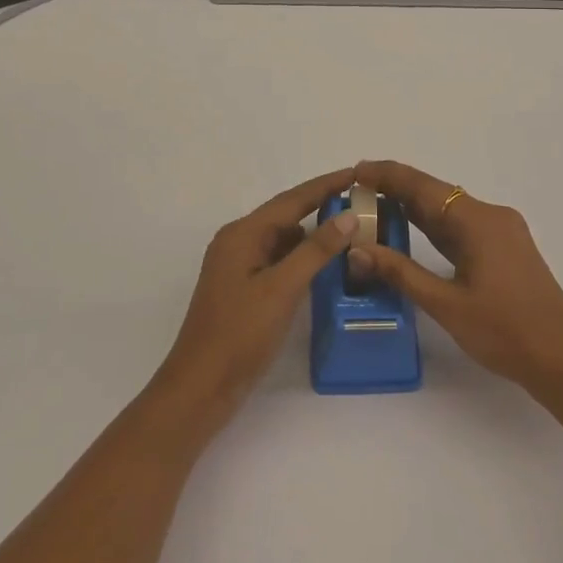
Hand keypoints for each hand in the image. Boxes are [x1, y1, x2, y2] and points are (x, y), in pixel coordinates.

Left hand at [152, 167, 359, 426]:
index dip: (325, 185)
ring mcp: (239, 267)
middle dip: (322, 206)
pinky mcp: (244, 290)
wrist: (200, 389)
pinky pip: (279, 261)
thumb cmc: (239, 334)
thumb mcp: (282, 289)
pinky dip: (303, 258)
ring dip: (314, 234)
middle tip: (362, 202)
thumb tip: (348, 216)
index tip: (357, 173)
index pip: (292, 199)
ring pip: (284, 240)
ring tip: (352, 230)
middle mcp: (238, 242)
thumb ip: (316, 250)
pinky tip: (326, 265)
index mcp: (243, 234)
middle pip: (286, 215)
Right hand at [347, 159, 562, 394]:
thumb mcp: (446, 305)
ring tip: (372, 205)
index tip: (354, 171)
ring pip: (448, 210)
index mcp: (478, 220)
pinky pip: (460, 227)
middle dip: (395, 189)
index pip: (422, 186)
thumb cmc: (504, 332)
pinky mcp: (503, 248)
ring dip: (413, 207)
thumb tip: (357, 249)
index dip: (387, 175)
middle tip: (354, 191)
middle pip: (435, 193)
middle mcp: (490, 215)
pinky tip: (408, 229)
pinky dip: (433, 226)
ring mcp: (500, 231)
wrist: (562, 359)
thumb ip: (400, 273)